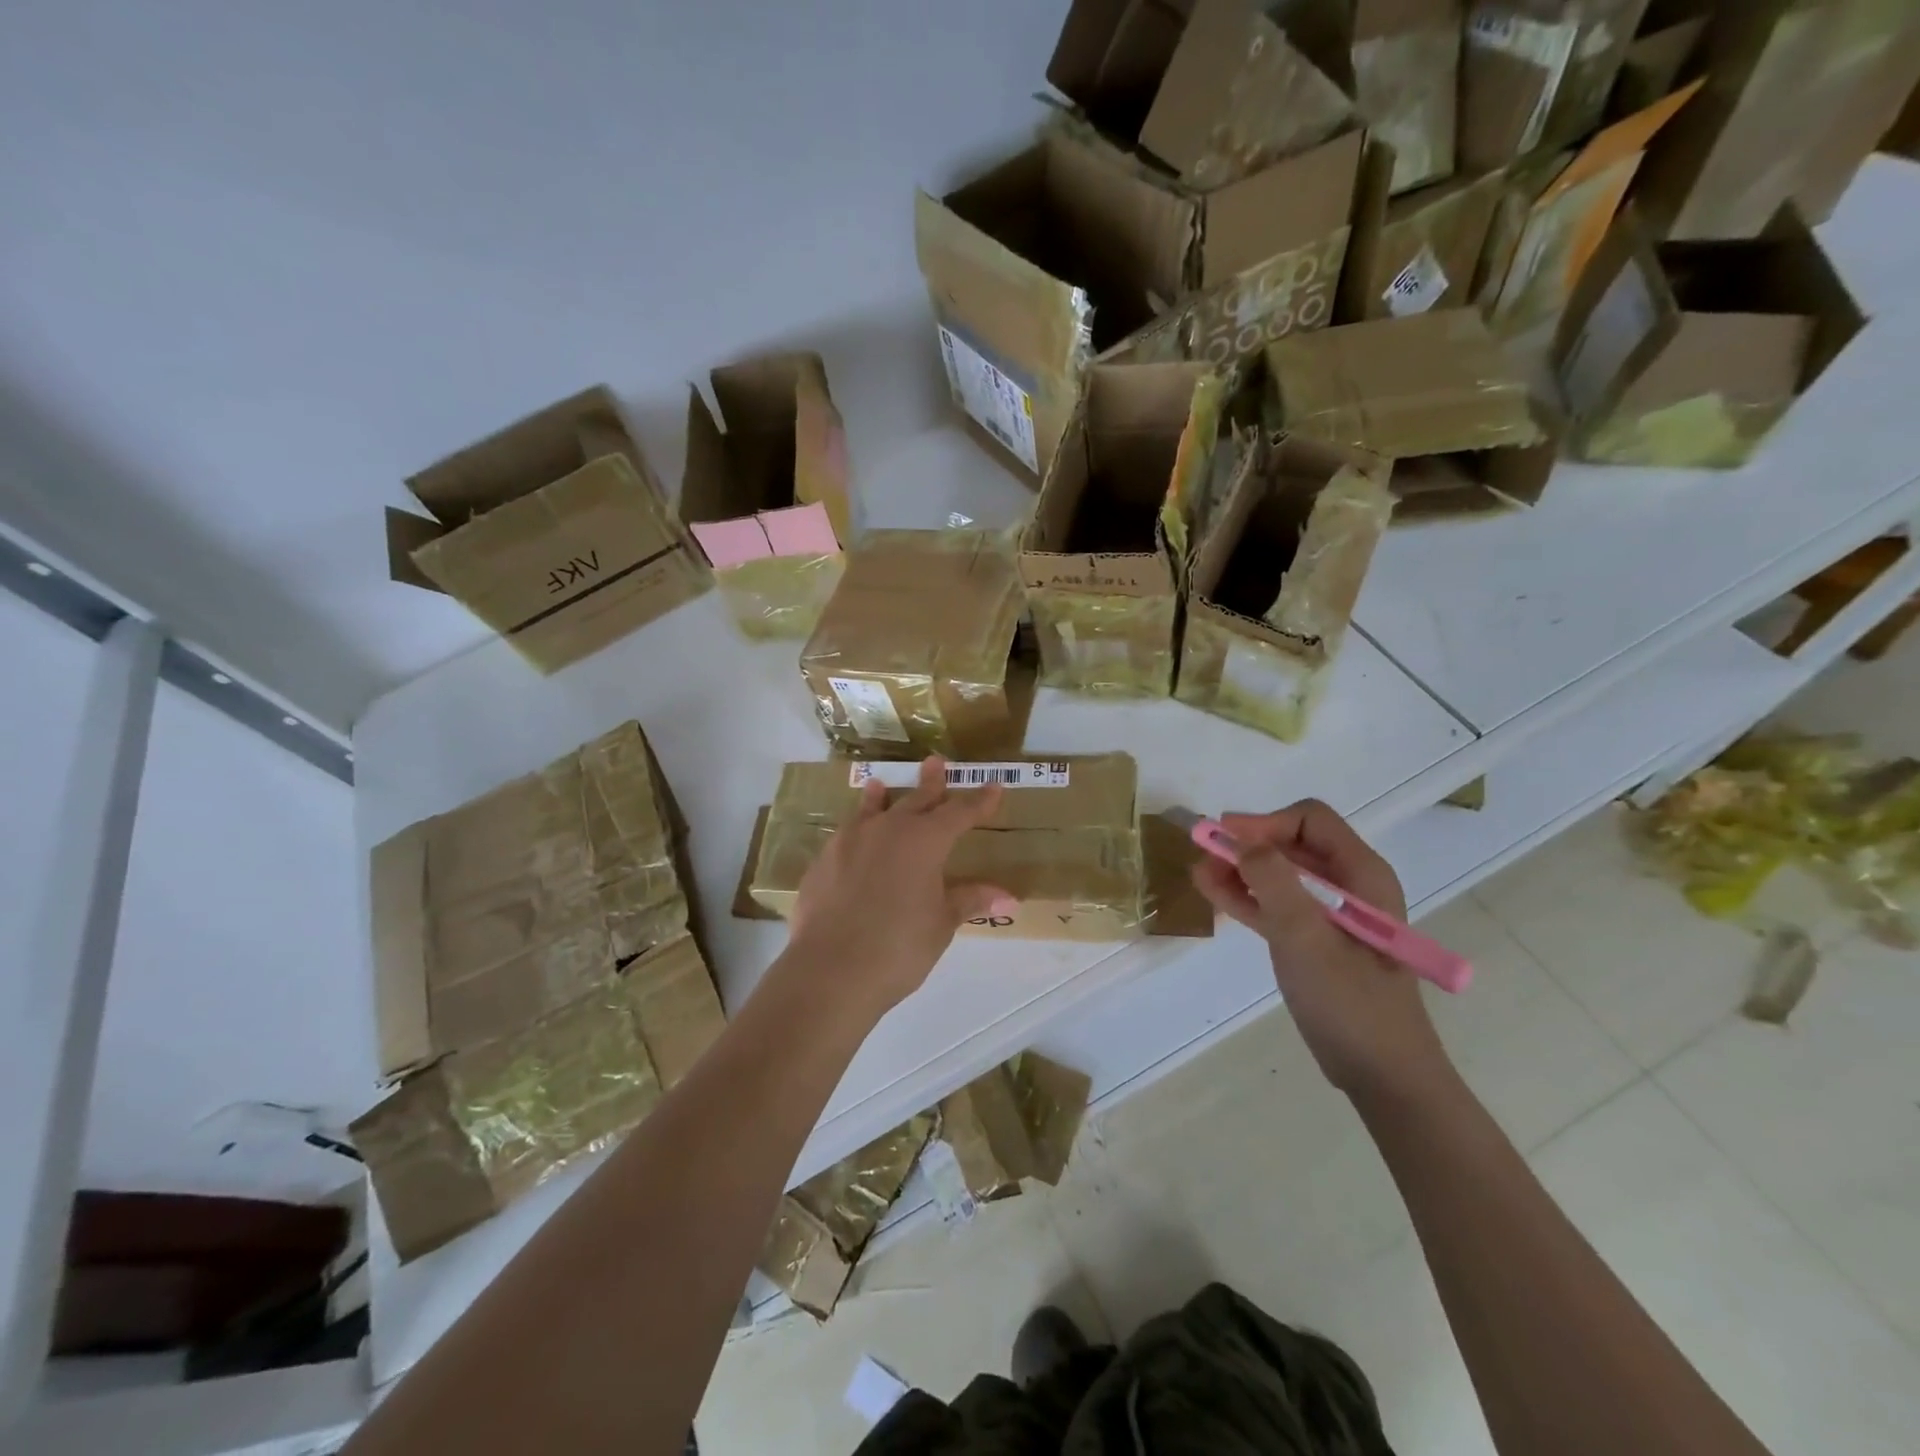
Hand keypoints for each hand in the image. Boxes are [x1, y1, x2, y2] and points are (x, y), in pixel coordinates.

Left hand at [781, 757, 1014, 1016]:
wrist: (830, 969)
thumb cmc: (899, 947)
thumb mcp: (941, 924)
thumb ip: (969, 901)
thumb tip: (1008, 898)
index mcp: (924, 841)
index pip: (960, 813)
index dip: (979, 801)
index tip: (994, 787)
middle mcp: (888, 830)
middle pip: (915, 800)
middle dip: (930, 784)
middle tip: (935, 762)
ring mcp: (850, 842)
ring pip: (871, 810)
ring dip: (880, 797)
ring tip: (879, 784)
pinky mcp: (823, 861)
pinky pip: (845, 836)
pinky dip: (855, 830)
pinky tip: (851, 839)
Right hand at [1192, 800, 1453, 1104]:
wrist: (1379, 1072)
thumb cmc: (1350, 1001)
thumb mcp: (1306, 936)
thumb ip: (1273, 882)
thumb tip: (1240, 840)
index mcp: (1361, 874)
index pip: (1309, 821)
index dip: (1264, 823)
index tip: (1225, 838)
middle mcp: (1348, 885)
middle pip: (1290, 843)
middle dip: (1246, 844)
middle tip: (1205, 853)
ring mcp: (1329, 914)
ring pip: (1278, 874)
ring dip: (1239, 869)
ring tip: (1199, 872)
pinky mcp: (1312, 940)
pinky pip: (1274, 904)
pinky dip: (1245, 896)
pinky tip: (1211, 891)